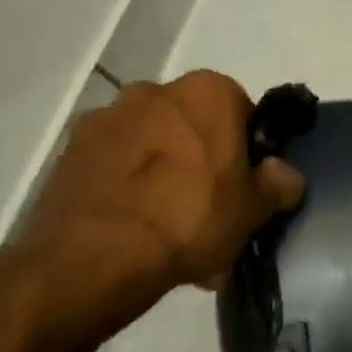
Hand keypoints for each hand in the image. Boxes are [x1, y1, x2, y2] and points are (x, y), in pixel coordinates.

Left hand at [20, 70, 304, 294]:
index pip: (242, 111)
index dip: (248, 148)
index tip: (247, 182)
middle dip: (202, 159)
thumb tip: (282, 173)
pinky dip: (129, 190)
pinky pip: (116, 167)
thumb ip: (279, 183)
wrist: (94, 259)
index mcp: (208, 92)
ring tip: (171, 229)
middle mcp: (154, 92)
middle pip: (192, 126)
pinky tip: (138, 231)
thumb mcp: (256, 208)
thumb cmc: (191, 218)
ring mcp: (105, 120)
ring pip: (153, 146)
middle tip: (211, 207)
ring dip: (164, 175)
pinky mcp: (68, 154)